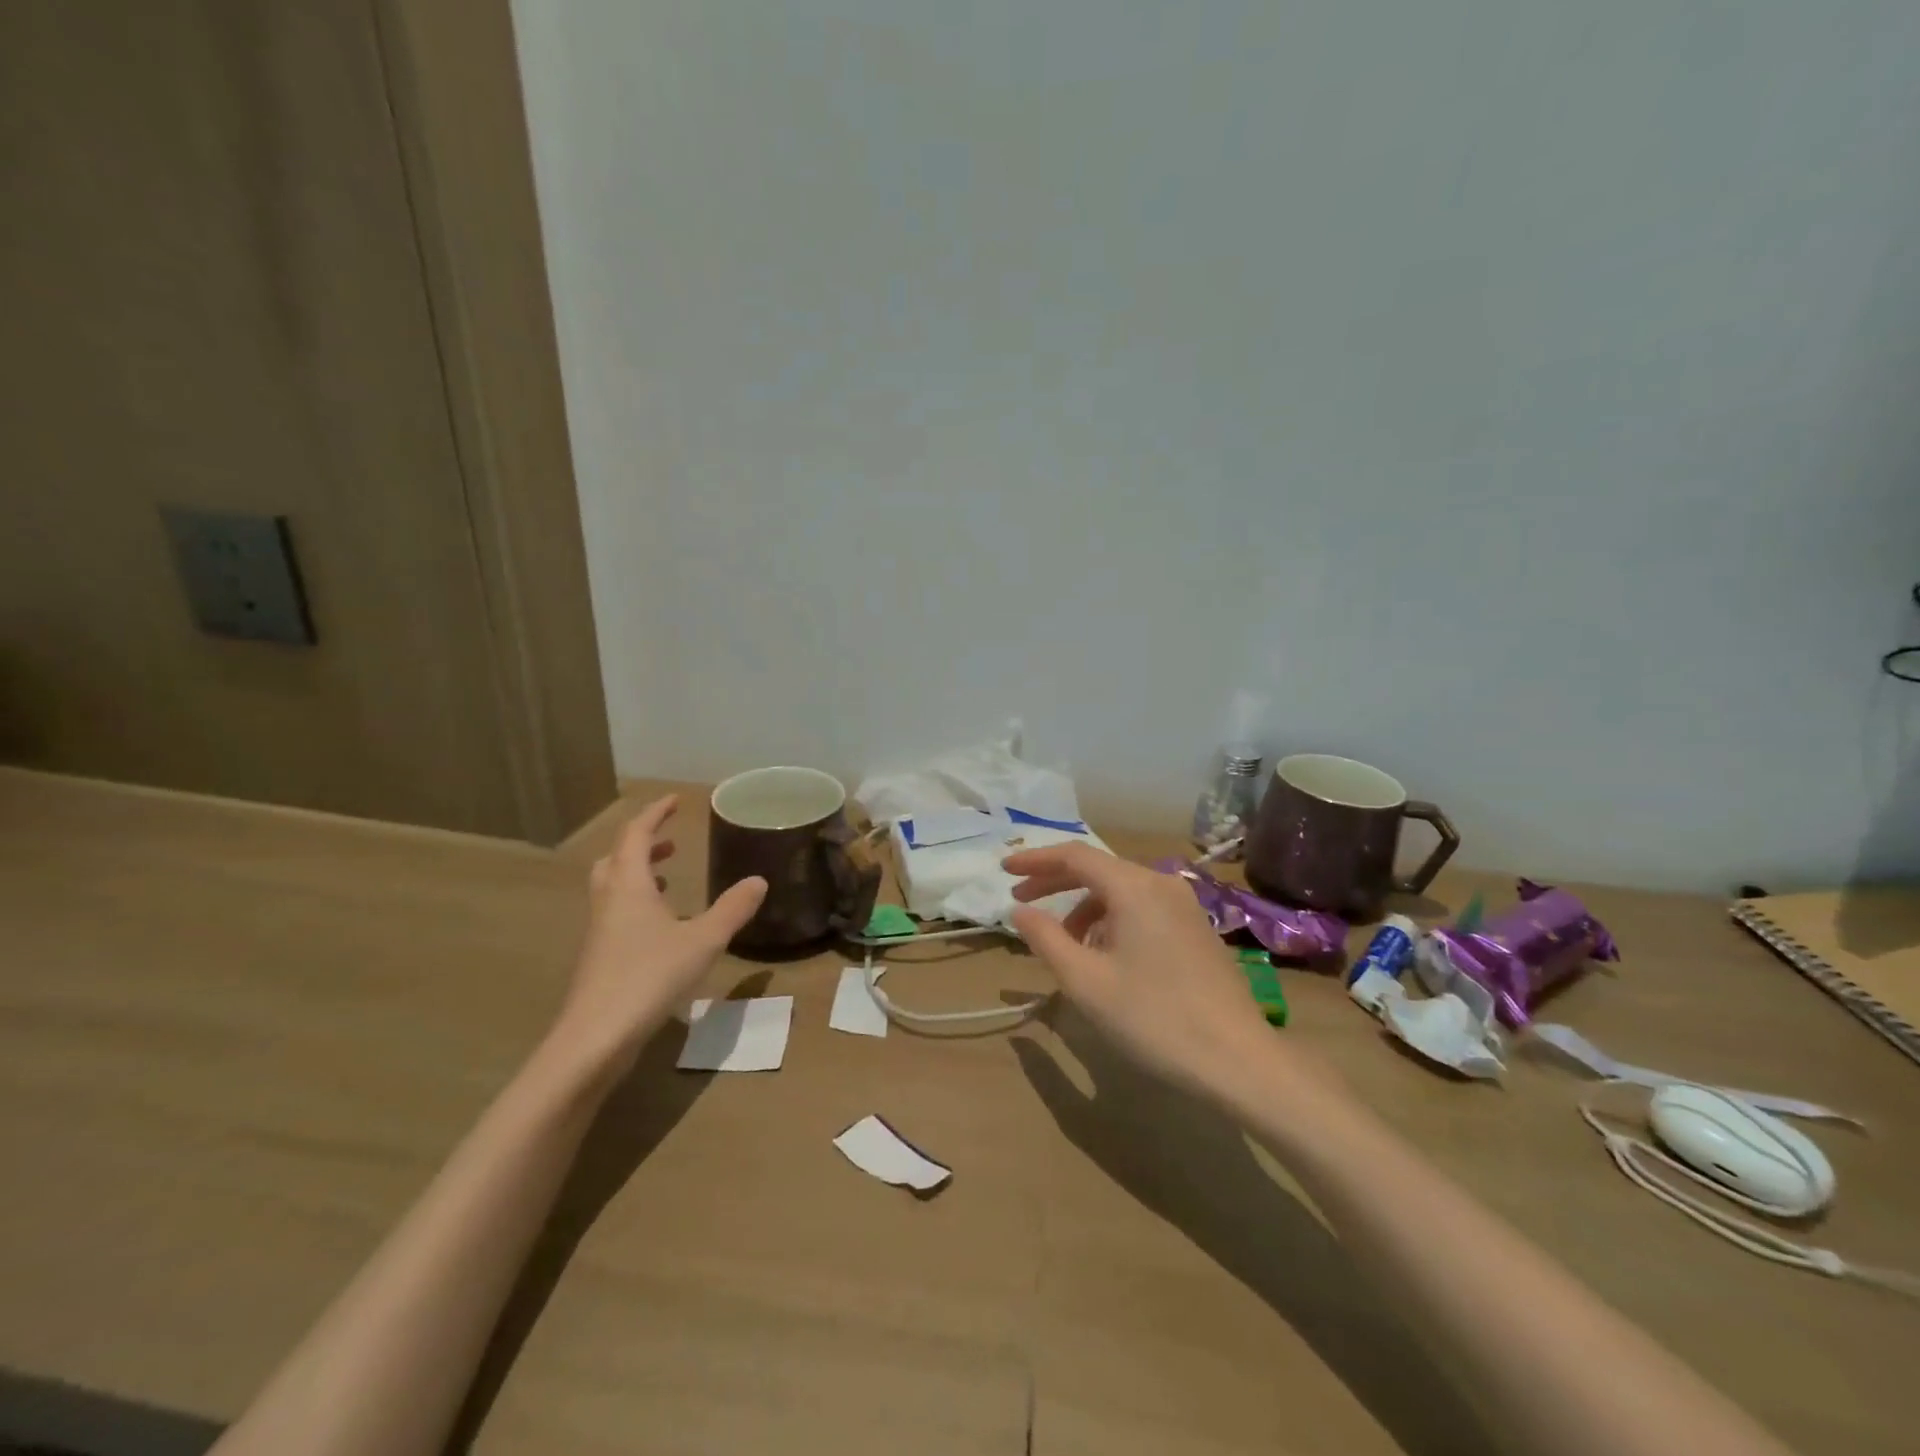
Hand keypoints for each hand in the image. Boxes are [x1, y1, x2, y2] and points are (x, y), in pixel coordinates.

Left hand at [545, 796, 765, 1079]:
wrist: (594, 1039)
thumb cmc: (648, 978)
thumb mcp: (702, 940)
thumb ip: (732, 909)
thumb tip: (759, 880)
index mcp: (629, 886)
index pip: (636, 834)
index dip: (655, 813)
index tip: (674, 801)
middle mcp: (608, 901)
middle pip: (616, 858)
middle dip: (642, 844)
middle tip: (670, 841)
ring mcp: (599, 931)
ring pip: (612, 887)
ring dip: (637, 874)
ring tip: (667, 879)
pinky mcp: (598, 958)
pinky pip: (615, 914)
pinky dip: (636, 905)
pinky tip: (661, 929)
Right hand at [1004, 844, 1271, 1097]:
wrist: (1239, 1061)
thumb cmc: (1154, 1018)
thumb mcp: (1086, 982)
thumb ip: (1046, 939)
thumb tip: (1020, 910)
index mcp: (1135, 887)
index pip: (1074, 856)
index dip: (1035, 860)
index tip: (1003, 871)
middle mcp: (1162, 884)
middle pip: (1098, 870)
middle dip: (1055, 883)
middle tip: (1020, 902)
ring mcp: (1184, 906)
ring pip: (1121, 892)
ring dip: (1084, 908)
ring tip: (1063, 945)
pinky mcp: (1196, 929)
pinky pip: (1142, 909)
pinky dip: (1112, 920)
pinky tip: (1103, 956)